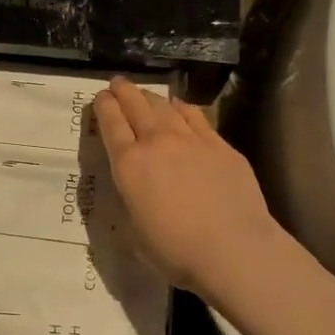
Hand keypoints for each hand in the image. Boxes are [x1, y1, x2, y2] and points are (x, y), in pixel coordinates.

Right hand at [93, 77, 282, 301]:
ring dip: (150, 96)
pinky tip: (179, 107)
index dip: (103, 107)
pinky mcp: (220, 145)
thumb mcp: (136, 232)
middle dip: (124, 91)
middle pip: (136, 105)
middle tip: (118, 84)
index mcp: (129, 165)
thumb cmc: (176, 251)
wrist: (234, 248)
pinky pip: (195, 116)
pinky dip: (181, 107)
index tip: (100, 98)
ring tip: (145, 94)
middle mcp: (157, 142)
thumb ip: (132, 203)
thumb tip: (135, 192)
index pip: (111, 124)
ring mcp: (191, 139)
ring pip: (165, 106)